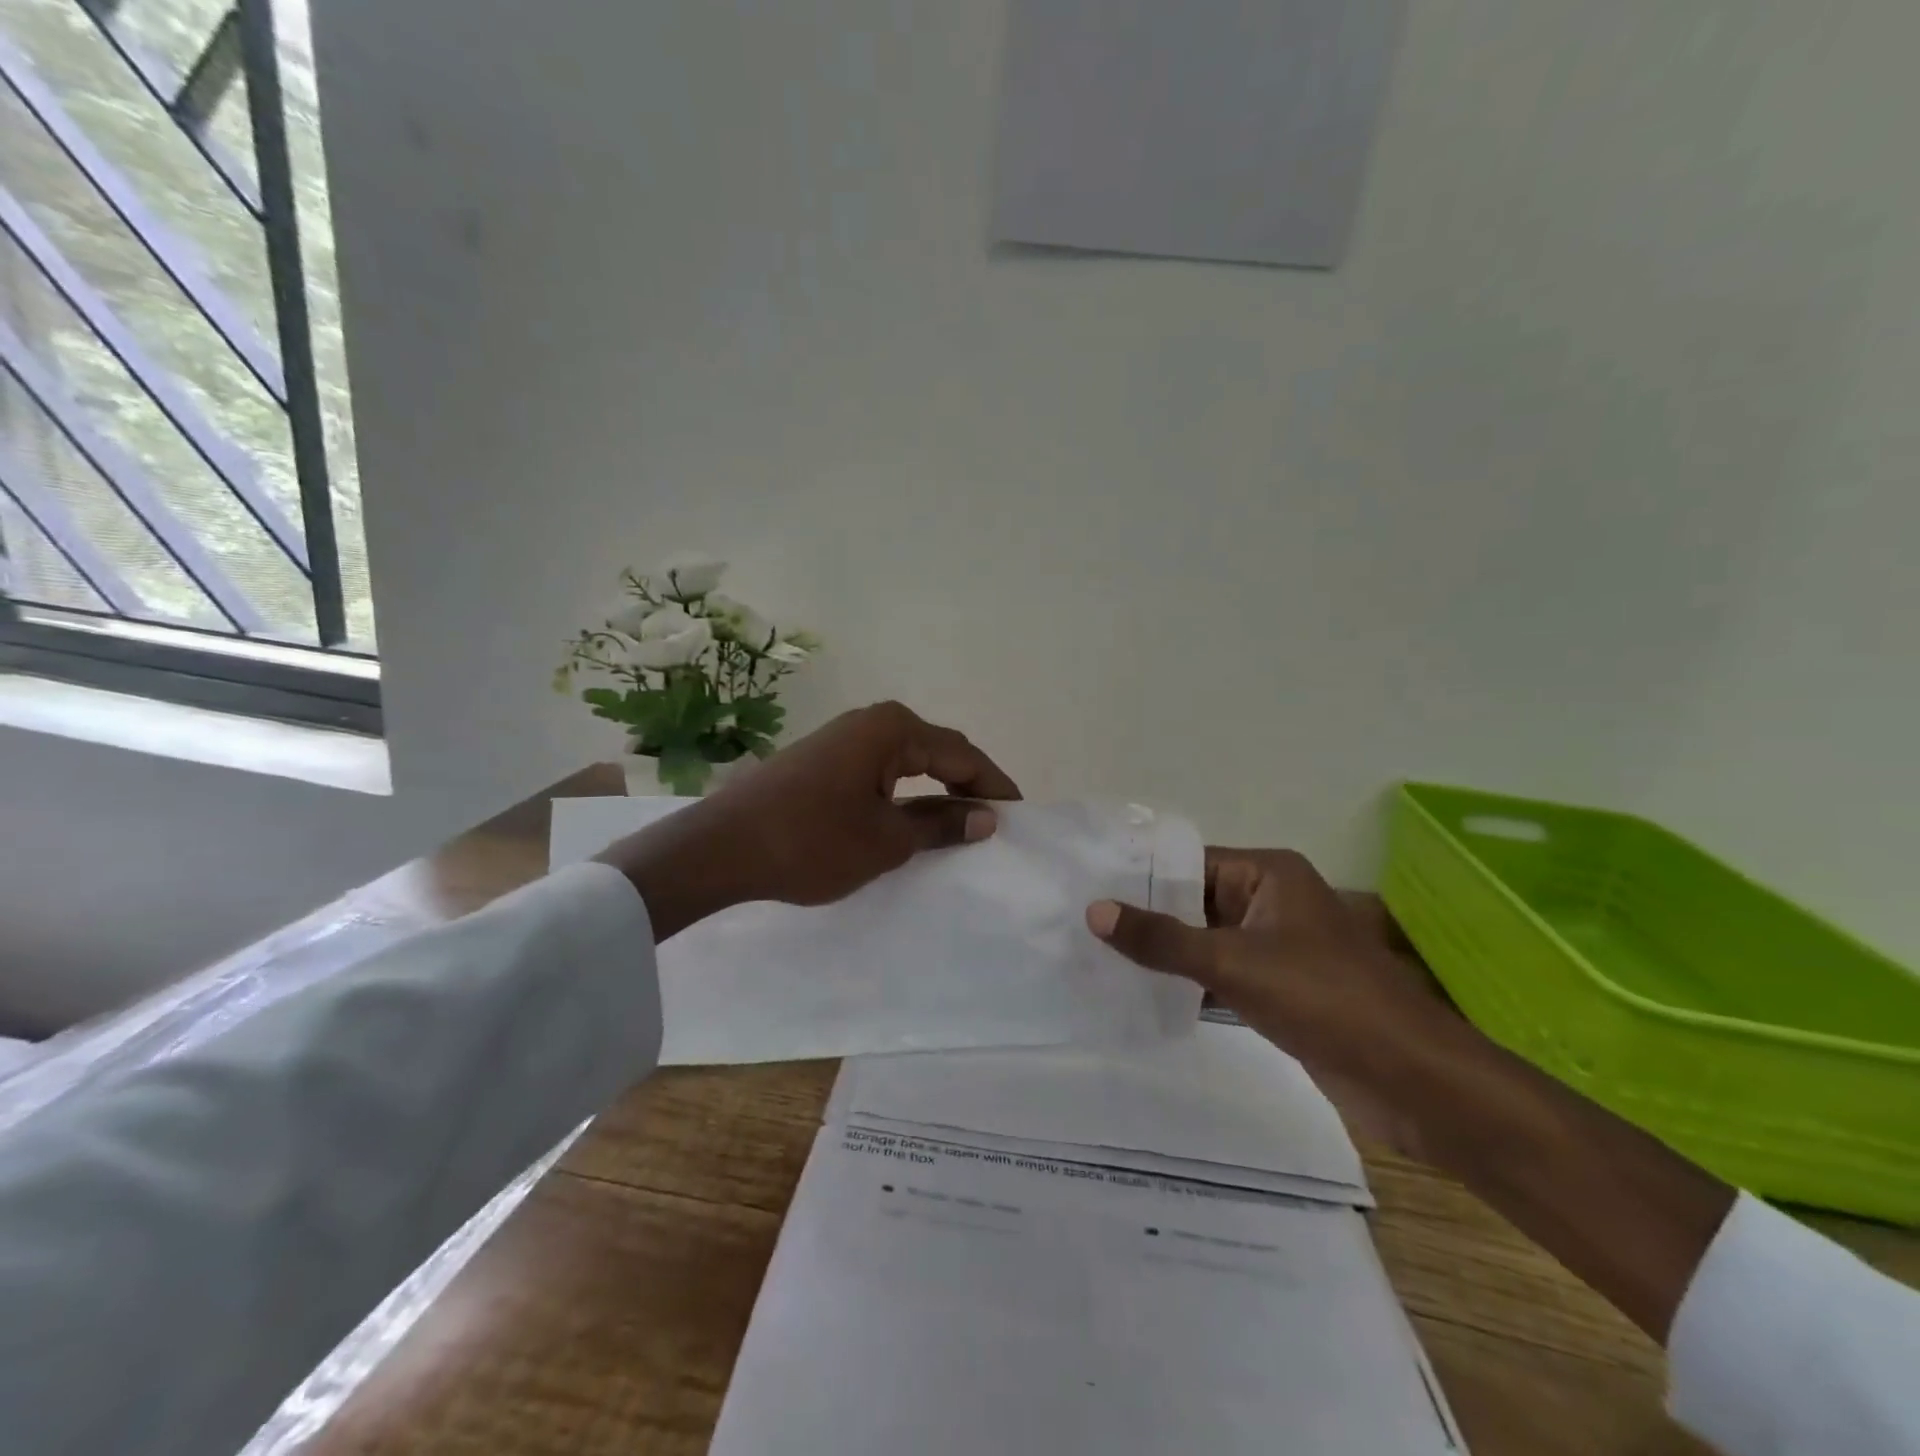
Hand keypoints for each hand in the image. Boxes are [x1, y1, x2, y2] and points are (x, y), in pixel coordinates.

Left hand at [599, 702, 1020, 936]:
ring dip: (935, 790)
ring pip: (907, 761)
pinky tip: (910, 818)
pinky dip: (904, 793)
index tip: (1020, 815)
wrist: (720, 848)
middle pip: (936, 751)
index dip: (995, 784)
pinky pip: (880, 770)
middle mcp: (870, 722)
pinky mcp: (822, 759)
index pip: (962, 754)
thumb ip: (941, 825)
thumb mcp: (887, 840)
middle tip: (994, 822)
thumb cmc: (812, 841)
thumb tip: (987, 818)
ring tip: (959, 824)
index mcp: (893, 729)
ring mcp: (842, 738)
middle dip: (968, 784)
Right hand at [1087, 848, 1476, 1156]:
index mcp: (1268, 874)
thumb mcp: (1233, 962)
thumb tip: (1094, 911)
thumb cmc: (1323, 998)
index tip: (1087, 888)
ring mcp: (1276, 946)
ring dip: (1165, 952)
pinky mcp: (1279, 987)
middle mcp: (1271, 900)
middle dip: (1146, 917)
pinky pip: (1221, 973)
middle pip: (1194, 900)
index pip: (1189, 862)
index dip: (1140, 875)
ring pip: (1205, 939)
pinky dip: (1188, 981)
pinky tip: (1141, 993)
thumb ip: (1162, 938)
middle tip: (1082, 926)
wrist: (1410, 1079)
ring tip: (1099, 957)